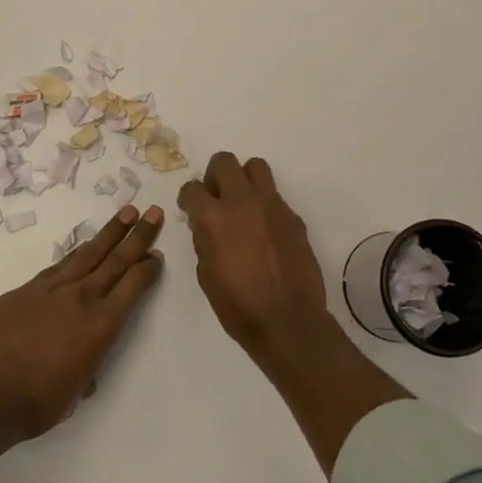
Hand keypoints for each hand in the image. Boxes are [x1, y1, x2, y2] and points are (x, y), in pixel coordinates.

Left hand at [0, 204, 165, 438]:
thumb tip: (83, 365)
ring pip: (87, 253)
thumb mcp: (76, 391)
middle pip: (115, 259)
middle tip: (153, 211)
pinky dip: (75, 254)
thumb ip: (86, 368)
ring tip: (125, 213)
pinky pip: (58, 266)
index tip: (157, 254)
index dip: (148, 268)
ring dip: (109, 233)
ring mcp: (51, 289)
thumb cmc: (37, 403)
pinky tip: (81, 249)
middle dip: (137, 235)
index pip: (133, 286)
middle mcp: (81, 298)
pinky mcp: (25, 289)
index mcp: (101, 325)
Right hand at [178, 153, 329, 362]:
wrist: (287, 320)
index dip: (188, 198)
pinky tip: (265, 232)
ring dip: (244, 179)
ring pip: (256, 167)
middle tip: (216, 198)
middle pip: (224, 162)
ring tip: (243, 203)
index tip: (190, 208)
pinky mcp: (293, 217)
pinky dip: (265, 205)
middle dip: (215, 176)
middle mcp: (242, 202)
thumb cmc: (238, 305)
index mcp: (213, 218)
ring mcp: (272, 206)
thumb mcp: (206, 273)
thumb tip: (207, 226)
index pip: (192, 188)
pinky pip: (275, 197)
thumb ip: (204, 240)